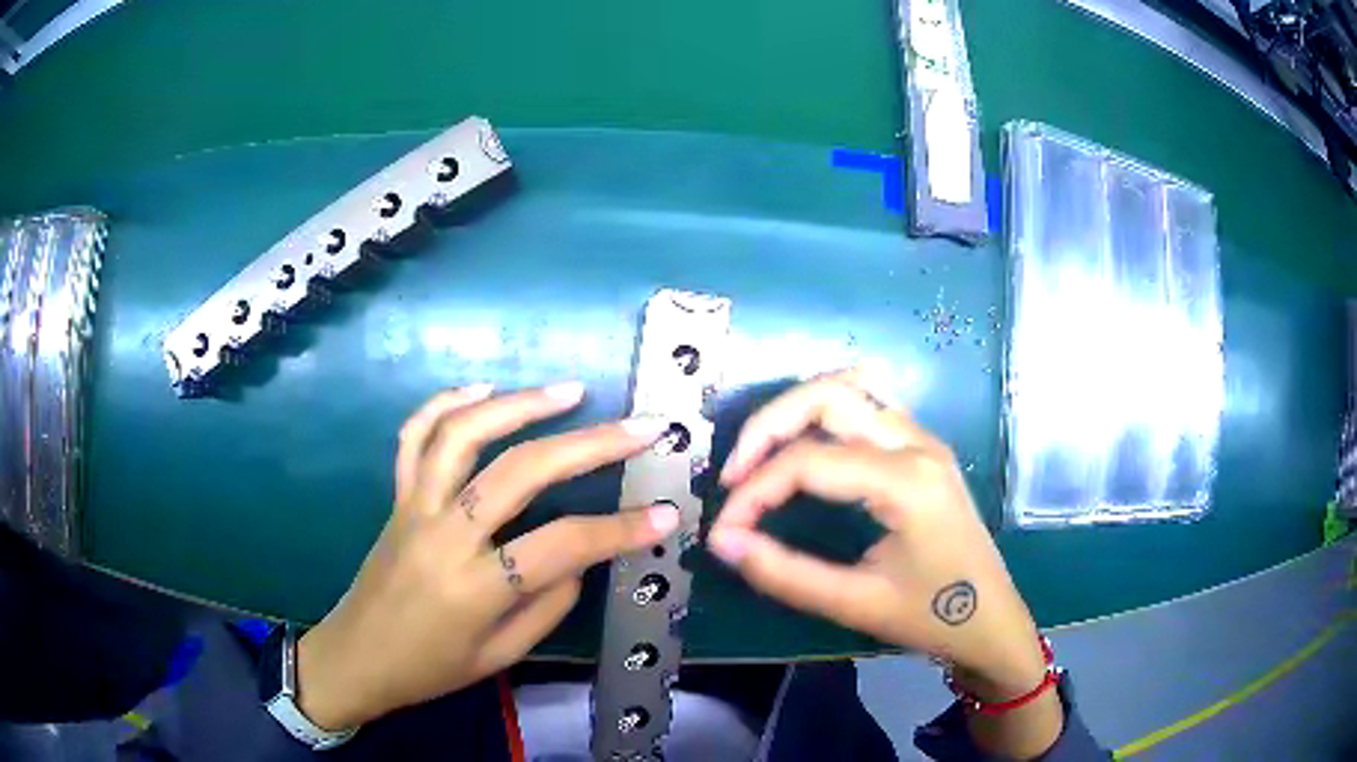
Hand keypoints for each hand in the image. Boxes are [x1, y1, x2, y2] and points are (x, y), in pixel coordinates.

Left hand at [294, 382, 678, 729]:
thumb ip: (548, 604)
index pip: (561, 545)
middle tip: (639, 427)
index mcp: (474, 588)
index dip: (620, 530)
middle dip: (589, 444)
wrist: (356, 657)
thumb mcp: (500, 657)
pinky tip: (483, 389)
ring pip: (463, 435)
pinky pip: (414, 437)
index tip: (666, 515)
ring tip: (569, 391)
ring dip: (519, 403)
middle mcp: (443, 535)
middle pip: (520, 472)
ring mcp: (414, 507)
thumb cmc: (429, 669)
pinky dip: (446, 403)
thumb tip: (581, 556)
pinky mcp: (397, 496)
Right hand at [708, 370, 1045, 699]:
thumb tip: (723, 540)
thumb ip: (783, 573)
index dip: (754, 490)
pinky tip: (808, 442)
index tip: (725, 528)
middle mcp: (917, 444)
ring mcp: (925, 440)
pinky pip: (871, 402)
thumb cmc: (930, 616)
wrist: (991, 621)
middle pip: (828, 394)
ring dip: (798, 409)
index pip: (808, 461)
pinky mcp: (925, 448)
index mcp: (906, 482)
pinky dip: (828, 410)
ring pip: (852, 385)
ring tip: (763, 454)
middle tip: (735, 474)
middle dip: (768, 426)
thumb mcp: (854, 603)